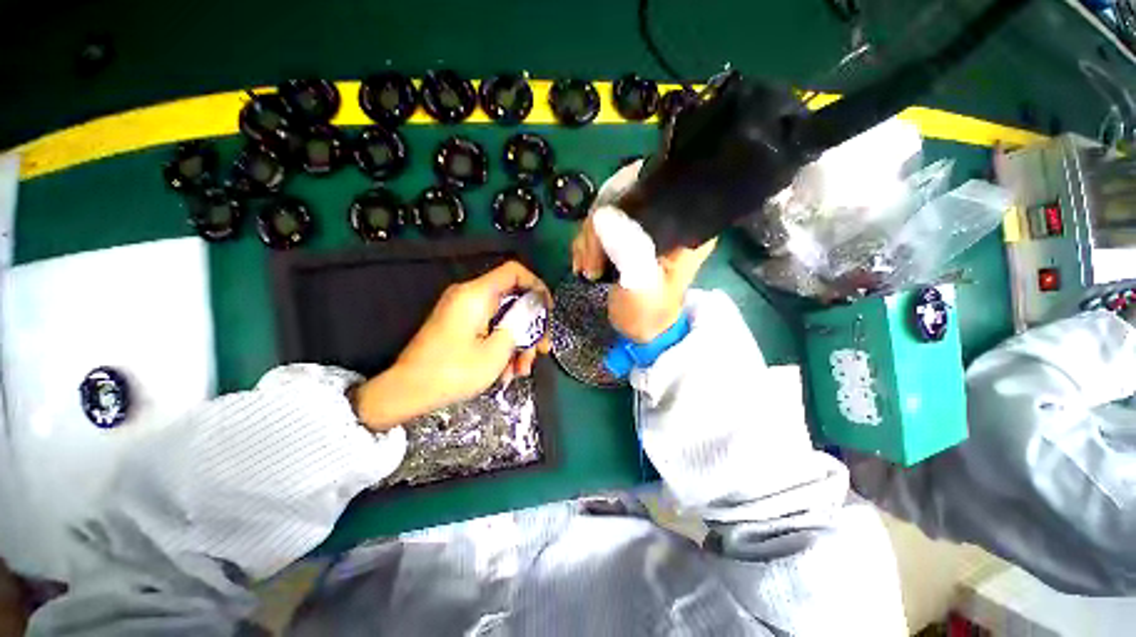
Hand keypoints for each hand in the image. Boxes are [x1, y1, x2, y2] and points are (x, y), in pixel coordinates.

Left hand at [353, 261, 551, 430]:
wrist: (407, 391)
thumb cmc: (453, 371)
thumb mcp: (496, 351)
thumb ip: (520, 324)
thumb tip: (533, 309)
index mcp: (476, 294)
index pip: (515, 272)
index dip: (537, 286)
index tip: (547, 310)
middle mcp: (470, 297)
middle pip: (512, 299)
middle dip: (530, 326)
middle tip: (541, 350)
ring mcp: (463, 312)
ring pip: (503, 318)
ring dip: (518, 343)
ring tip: (521, 370)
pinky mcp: (460, 326)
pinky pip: (489, 328)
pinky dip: (501, 346)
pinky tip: (505, 372)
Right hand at [571, 161, 716, 342]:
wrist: (640, 330)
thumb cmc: (646, 313)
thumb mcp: (641, 287)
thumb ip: (628, 251)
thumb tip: (603, 215)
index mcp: (681, 226)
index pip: (646, 188)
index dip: (616, 205)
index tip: (598, 242)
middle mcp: (664, 217)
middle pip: (621, 196)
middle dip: (596, 230)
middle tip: (591, 265)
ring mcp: (642, 225)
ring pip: (604, 209)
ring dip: (587, 240)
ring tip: (587, 270)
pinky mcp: (626, 235)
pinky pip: (597, 224)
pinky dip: (585, 243)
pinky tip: (584, 263)